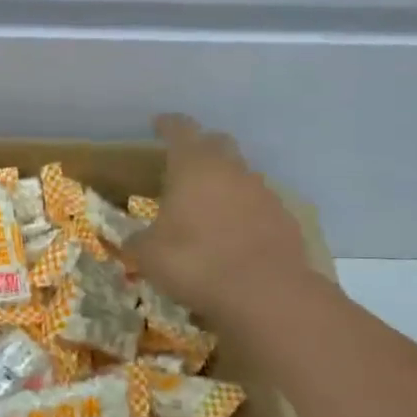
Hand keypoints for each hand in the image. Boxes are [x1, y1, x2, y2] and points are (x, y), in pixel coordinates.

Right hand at [126, 114, 311, 324]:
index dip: (167, 124)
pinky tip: (235, 234)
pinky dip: (245, 211)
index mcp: (193, 166)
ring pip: (241, 174)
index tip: (158, 123)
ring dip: (225, 182)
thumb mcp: (148, 255)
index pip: (180, 129)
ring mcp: (263, 192)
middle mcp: (230, 170)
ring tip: (208, 205)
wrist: (265, 293)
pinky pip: (260, 205)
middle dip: (201, 147)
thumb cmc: (195, 262)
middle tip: (185, 163)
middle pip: (217, 143)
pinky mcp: (284, 219)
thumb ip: (138, 241)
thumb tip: (132, 240)